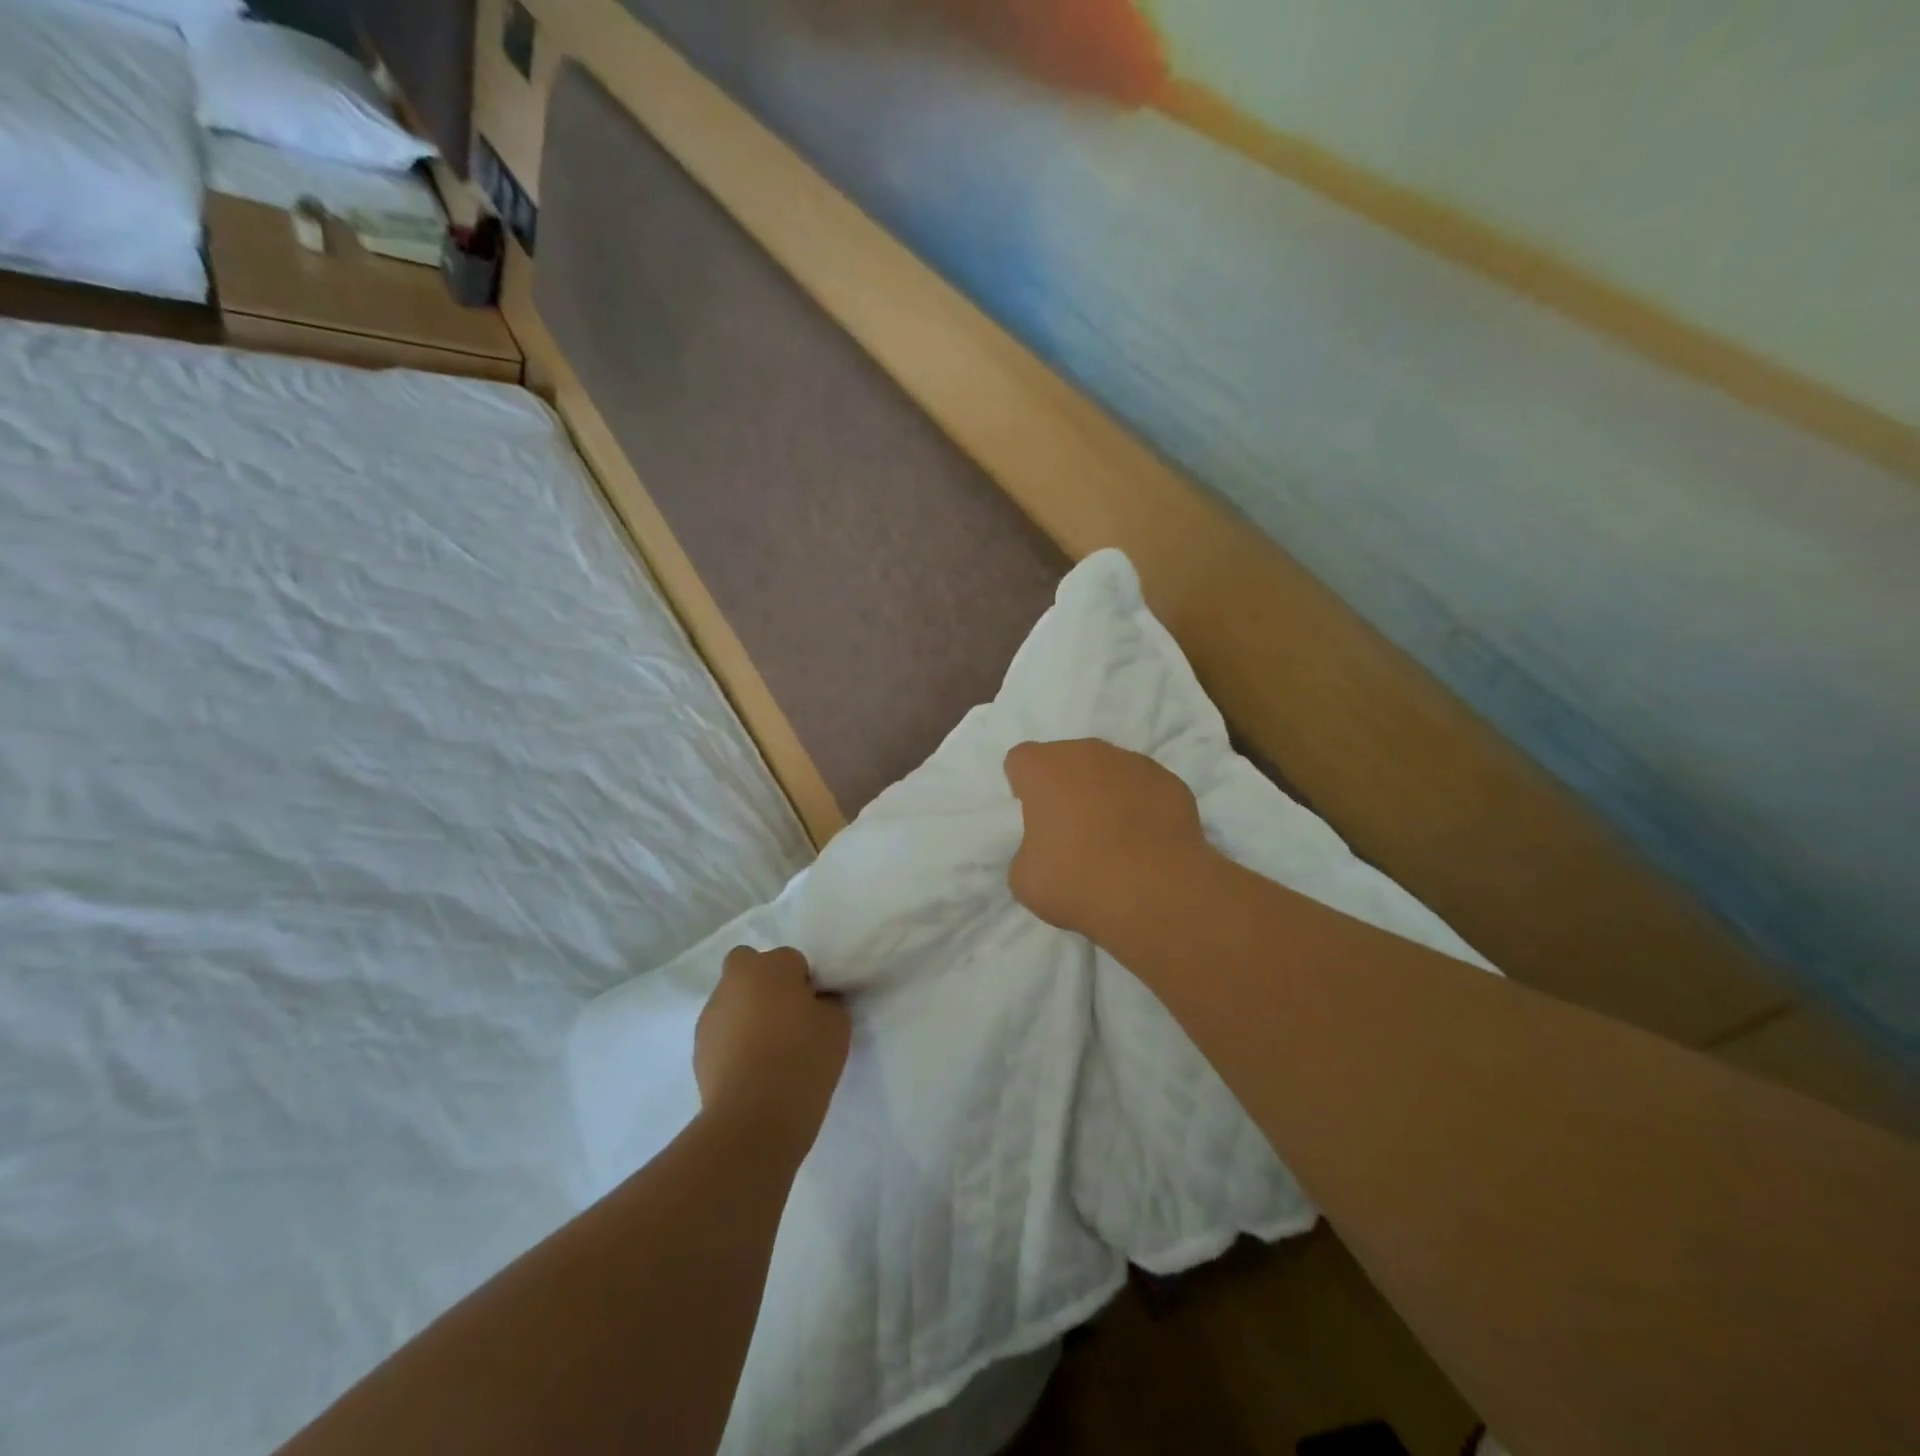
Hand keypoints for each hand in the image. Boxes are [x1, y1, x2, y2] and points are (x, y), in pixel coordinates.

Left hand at [695, 947, 849, 1148]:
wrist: (754, 1116)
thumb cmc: (803, 1058)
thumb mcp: (837, 1024)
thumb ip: (827, 1002)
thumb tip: (815, 1002)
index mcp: (771, 965)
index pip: (792, 960)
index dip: (804, 982)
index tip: (814, 1009)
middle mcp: (735, 980)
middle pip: (748, 966)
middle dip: (763, 982)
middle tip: (785, 1017)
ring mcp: (711, 1014)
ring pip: (732, 999)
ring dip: (747, 1012)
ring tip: (768, 1051)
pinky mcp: (698, 1048)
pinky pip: (722, 1032)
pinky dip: (734, 1041)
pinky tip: (751, 1070)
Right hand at [1004, 739, 1208, 936]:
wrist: (1158, 895)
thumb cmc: (1079, 882)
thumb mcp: (1025, 878)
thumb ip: (1028, 850)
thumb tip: (1046, 849)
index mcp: (1045, 769)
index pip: (1021, 761)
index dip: (1023, 786)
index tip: (1033, 817)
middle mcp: (1088, 754)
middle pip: (1067, 760)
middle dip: (1066, 786)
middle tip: (1071, 829)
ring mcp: (1135, 764)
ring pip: (1109, 770)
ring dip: (1105, 793)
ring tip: (1114, 838)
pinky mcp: (1171, 782)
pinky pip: (1145, 788)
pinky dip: (1141, 806)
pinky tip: (1145, 842)